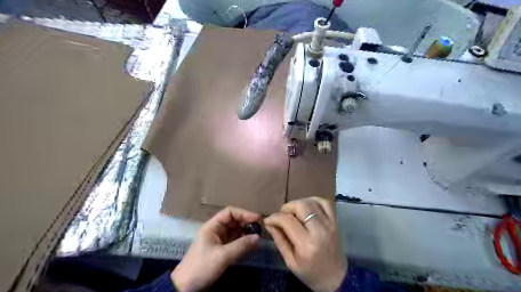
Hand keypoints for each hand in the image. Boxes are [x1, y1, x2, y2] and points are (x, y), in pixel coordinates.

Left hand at [172, 207, 261, 289]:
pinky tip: (251, 245)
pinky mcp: (221, 249)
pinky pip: (234, 241)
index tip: (257, 219)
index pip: (230, 212)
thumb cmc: (202, 266)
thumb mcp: (223, 256)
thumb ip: (241, 245)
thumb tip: (258, 237)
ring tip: (257, 237)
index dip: (244, 213)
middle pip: (234, 221)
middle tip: (260, 229)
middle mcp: (216, 230)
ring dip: (246, 233)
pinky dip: (243, 241)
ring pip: (235, 231)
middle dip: (246, 223)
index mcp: (212, 226)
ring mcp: (219, 240)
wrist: (186, 287)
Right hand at [265, 196, 344, 291]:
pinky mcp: (335, 221)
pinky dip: (313, 200)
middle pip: (301, 206)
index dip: (274, 217)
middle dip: (287, 207)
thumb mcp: (290, 262)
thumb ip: (279, 240)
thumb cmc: (310, 273)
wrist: (336, 278)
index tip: (268, 220)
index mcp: (307, 245)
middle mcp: (320, 231)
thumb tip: (268, 223)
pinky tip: (307, 207)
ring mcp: (330, 224)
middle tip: (282, 216)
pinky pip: (325, 202)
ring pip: (311, 201)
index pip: (287, 221)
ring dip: (298, 203)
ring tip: (293, 213)